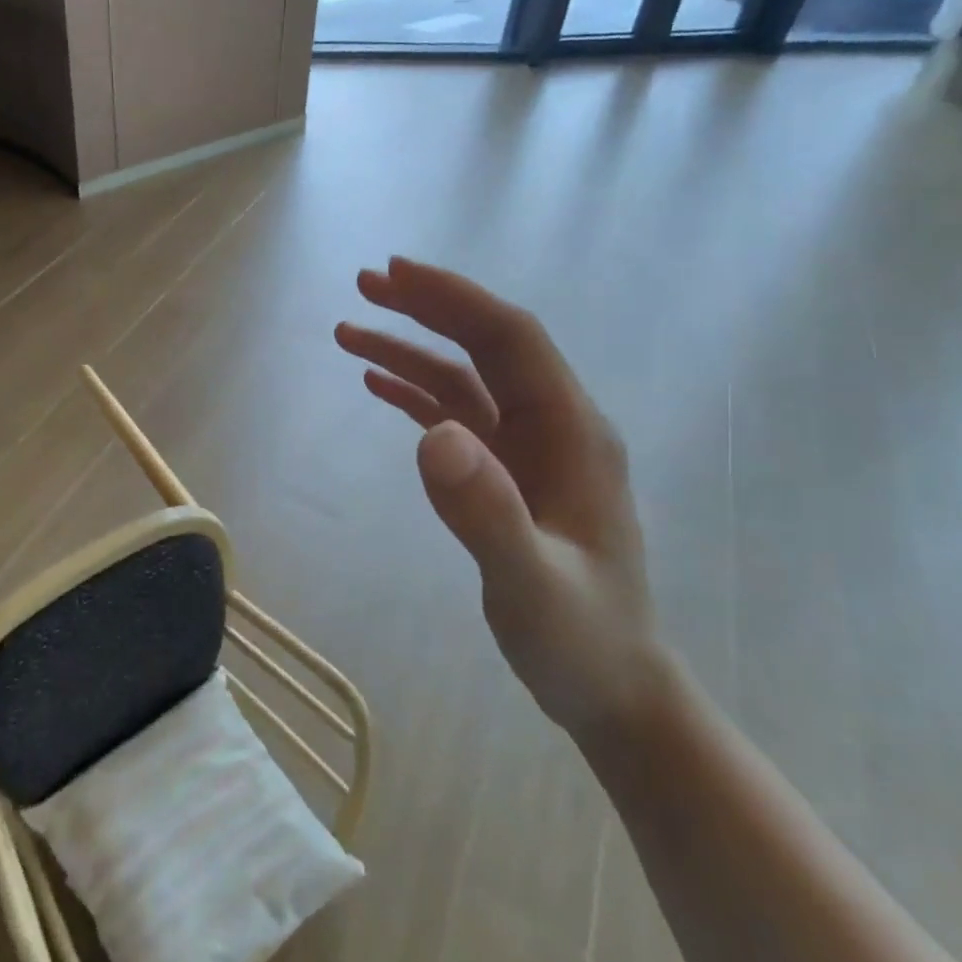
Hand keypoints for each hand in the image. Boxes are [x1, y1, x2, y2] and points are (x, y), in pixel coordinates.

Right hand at [335, 258, 665, 741]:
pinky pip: (459, 418)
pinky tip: (379, 386)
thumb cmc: (579, 638)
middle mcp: (553, 427)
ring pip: (465, 380)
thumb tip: (433, 434)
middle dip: (428, 309)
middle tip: (365, 285)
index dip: (454, 300)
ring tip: (350, 333)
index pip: (509, 339)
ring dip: (412, 351)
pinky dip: (417, 395)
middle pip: (486, 346)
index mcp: (571, 432)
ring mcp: (529, 452)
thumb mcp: (531, 584)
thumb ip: (486, 512)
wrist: (611, 687)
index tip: (395, 274)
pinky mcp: (507, 476)